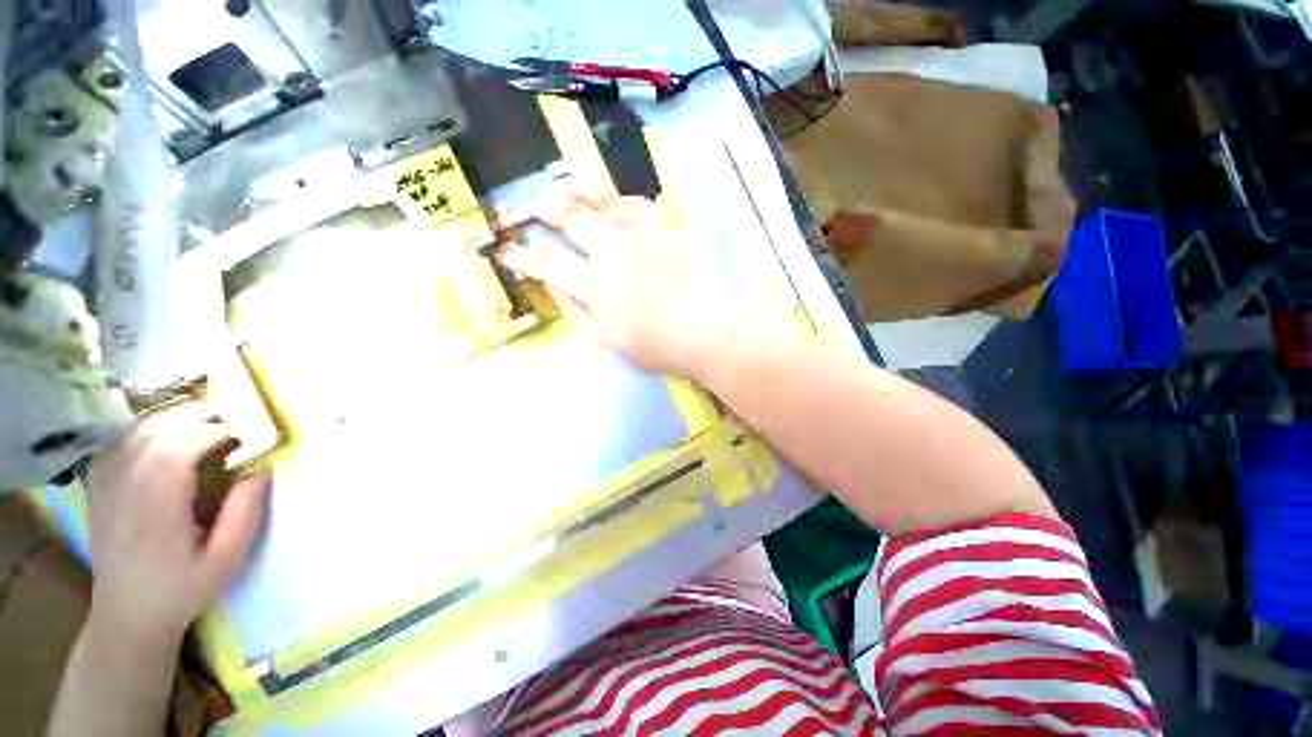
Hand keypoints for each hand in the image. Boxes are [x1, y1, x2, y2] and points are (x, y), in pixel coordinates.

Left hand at [85, 402, 269, 650]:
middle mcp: (126, 488)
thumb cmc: (182, 589)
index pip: (180, 448)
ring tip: (202, 421)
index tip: (245, 435)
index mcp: (157, 507)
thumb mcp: (226, 560)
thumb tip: (261, 471)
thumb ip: (244, 514)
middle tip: (231, 419)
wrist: (128, 615)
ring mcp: (106, 486)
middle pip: (155, 431)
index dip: (215, 432)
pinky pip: (117, 442)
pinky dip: (142, 428)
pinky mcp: (98, 487)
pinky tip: (161, 433)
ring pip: (134, 431)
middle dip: (195, 416)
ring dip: (171, 418)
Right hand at [502, 192, 731, 374]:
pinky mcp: (665, 228)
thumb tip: (553, 287)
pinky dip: (620, 201)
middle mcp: (611, 251)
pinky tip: (615, 204)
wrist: (704, 330)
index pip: (547, 263)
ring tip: (570, 192)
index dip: (523, 256)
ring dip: (580, 195)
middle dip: (546, 209)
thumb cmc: (656, 345)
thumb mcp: (607, 339)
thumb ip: (576, 312)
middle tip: (535, 206)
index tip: (506, 250)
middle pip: (570, 218)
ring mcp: (639, 235)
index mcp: (594, 284)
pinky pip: (636, 203)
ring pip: (601, 201)